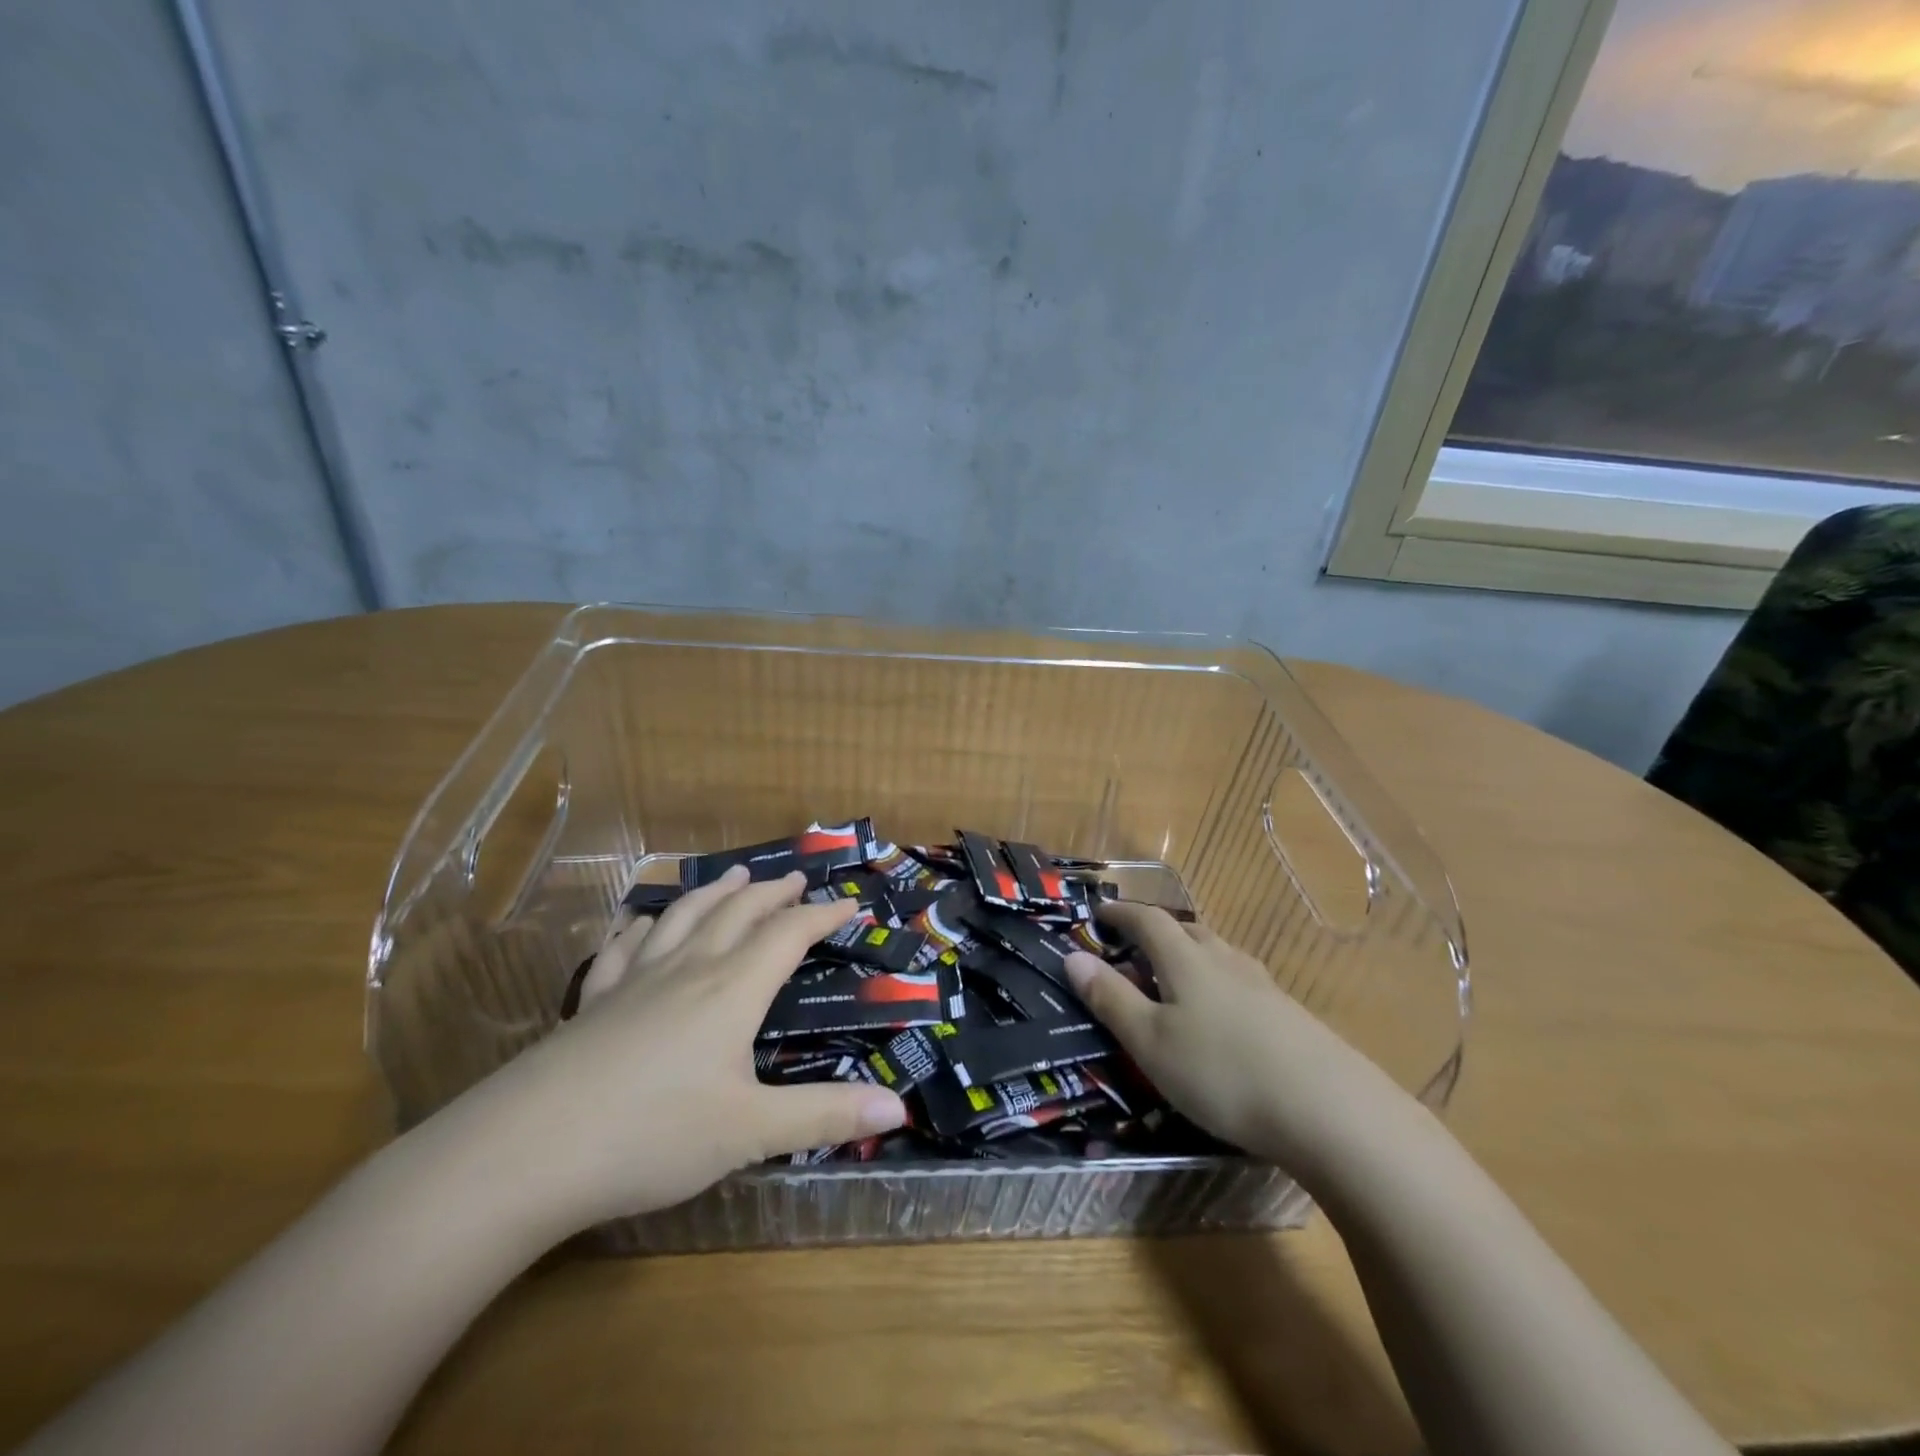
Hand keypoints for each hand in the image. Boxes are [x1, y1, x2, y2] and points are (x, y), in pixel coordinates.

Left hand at [468, 865, 906, 1233]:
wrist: (525, 1152)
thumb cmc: (651, 1136)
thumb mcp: (749, 1133)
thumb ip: (824, 1115)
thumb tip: (900, 1106)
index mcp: (731, 990)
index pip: (788, 935)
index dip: (823, 914)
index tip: (851, 903)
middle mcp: (688, 970)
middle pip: (737, 913)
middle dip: (772, 893)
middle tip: (796, 879)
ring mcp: (634, 981)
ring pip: (683, 918)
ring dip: (714, 893)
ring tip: (733, 876)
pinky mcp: (592, 1002)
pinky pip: (623, 948)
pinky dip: (642, 927)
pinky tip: (643, 923)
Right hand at [1064, 902, 1415, 1176]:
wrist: (1329, 1110)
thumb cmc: (1221, 1071)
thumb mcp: (1150, 1041)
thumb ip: (1110, 999)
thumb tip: (1072, 956)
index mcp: (1186, 959)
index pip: (1147, 920)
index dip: (1121, 913)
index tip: (1099, 913)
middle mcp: (1225, 960)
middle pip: (1186, 932)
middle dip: (1156, 933)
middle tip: (1133, 950)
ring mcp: (1262, 985)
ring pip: (1217, 955)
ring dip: (1190, 957)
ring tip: (1175, 981)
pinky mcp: (1288, 1014)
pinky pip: (1240, 982)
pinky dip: (1218, 985)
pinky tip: (1222, 1017)